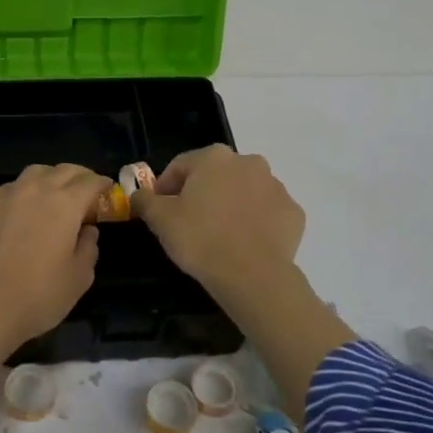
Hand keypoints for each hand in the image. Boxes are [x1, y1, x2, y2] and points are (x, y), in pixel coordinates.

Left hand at [0, 163, 111, 350]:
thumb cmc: (39, 295)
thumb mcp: (79, 277)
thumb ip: (88, 248)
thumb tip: (87, 231)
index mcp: (66, 203)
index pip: (90, 182)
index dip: (102, 184)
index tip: (108, 189)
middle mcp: (37, 189)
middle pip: (64, 170)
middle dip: (80, 176)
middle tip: (87, 190)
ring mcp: (9, 195)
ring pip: (36, 172)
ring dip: (52, 177)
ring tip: (57, 193)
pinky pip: (15, 186)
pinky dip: (28, 188)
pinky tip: (28, 206)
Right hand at [132, 145, 304, 291]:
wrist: (252, 275)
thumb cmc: (200, 238)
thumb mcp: (160, 219)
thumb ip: (145, 201)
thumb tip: (139, 195)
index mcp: (214, 157)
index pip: (180, 166)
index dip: (165, 187)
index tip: (159, 210)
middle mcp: (248, 162)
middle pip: (216, 176)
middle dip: (202, 193)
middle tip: (189, 222)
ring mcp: (276, 187)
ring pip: (245, 192)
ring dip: (231, 205)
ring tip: (220, 236)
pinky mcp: (294, 213)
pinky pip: (268, 213)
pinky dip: (256, 223)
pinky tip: (245, 244)